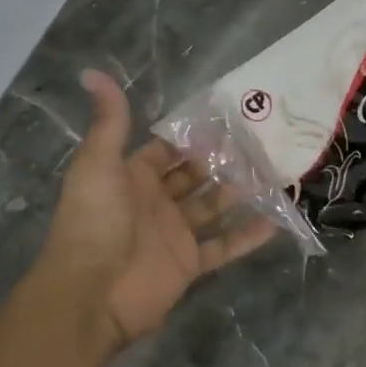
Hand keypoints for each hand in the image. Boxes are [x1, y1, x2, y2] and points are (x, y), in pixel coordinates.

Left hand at [33, 69, 276, 349]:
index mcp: (132, 176)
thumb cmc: (94, 221)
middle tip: (260, 141)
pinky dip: (247, 236)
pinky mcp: (189, 264)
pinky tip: (275, 221)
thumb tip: (93, 72)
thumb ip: (109, 121)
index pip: (167, 149)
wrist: (90, 294)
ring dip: (239, 191)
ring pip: (212, 206)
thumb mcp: (97, 163)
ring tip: (273, 171)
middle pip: (194, 175)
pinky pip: (222, 247)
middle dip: (222, 159)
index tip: (227, 116)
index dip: (192, 135)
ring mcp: (174, 233)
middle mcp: (155, 201)